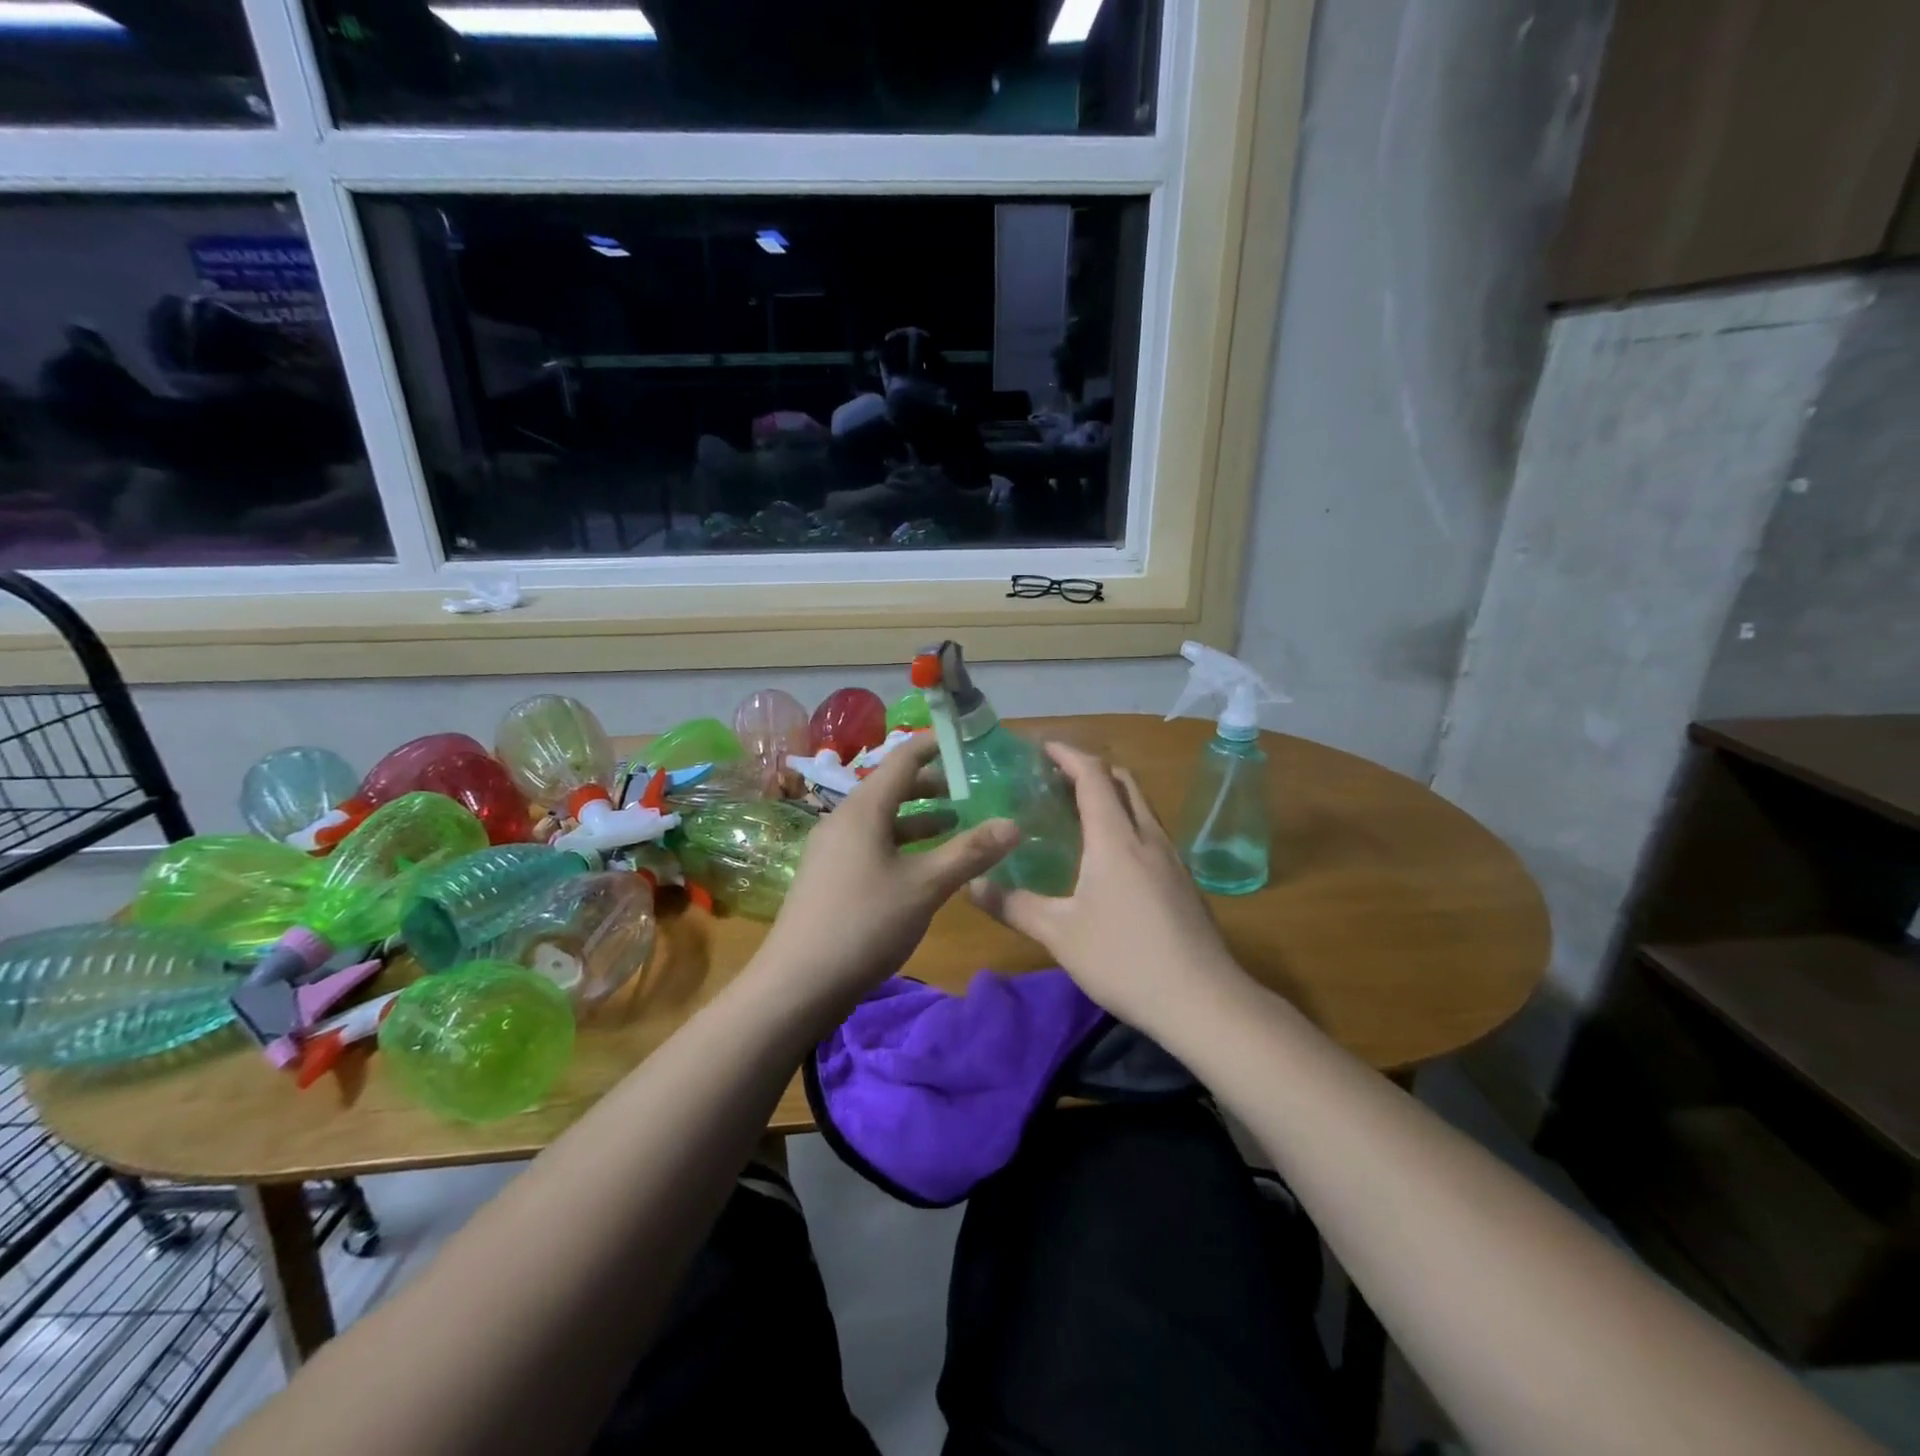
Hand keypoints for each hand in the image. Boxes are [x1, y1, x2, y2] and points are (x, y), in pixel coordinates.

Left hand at [754, 733, 1018, 1016]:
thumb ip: (970, 852)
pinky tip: (922, 866)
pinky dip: (901, 843)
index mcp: (864, 809)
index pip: (903, 759)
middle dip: (933, 786)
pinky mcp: (830, 875)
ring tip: (956, 825)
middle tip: (972, 790)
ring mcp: (833, 848)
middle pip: (892, 788)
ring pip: (883, 819)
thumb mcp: (925, 886)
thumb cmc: (865, 923)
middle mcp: (844, 819)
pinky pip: (871, 843)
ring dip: (919, 818)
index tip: (968, 743)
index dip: (936, 746)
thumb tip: (1014, 824)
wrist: (798, 983)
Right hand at [969, 742, 1242, 1032]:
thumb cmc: (1124, 959)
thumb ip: (1013, 906)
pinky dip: (1126, 822)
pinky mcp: (1183, 881)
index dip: (1068, 755)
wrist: (1203, 1000)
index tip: (1042, 748)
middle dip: (1090, 769)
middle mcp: (1147, 836)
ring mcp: (1171, 858)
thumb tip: (972, 886)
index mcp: (1115, 838)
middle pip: (1123, 782)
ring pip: (1141, 806)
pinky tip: (1111, 856)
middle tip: (1056, 779)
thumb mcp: (1058, 934)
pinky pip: (1150, 831)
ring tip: (1079, 811)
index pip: (1093, 776)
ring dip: (1111, 795)